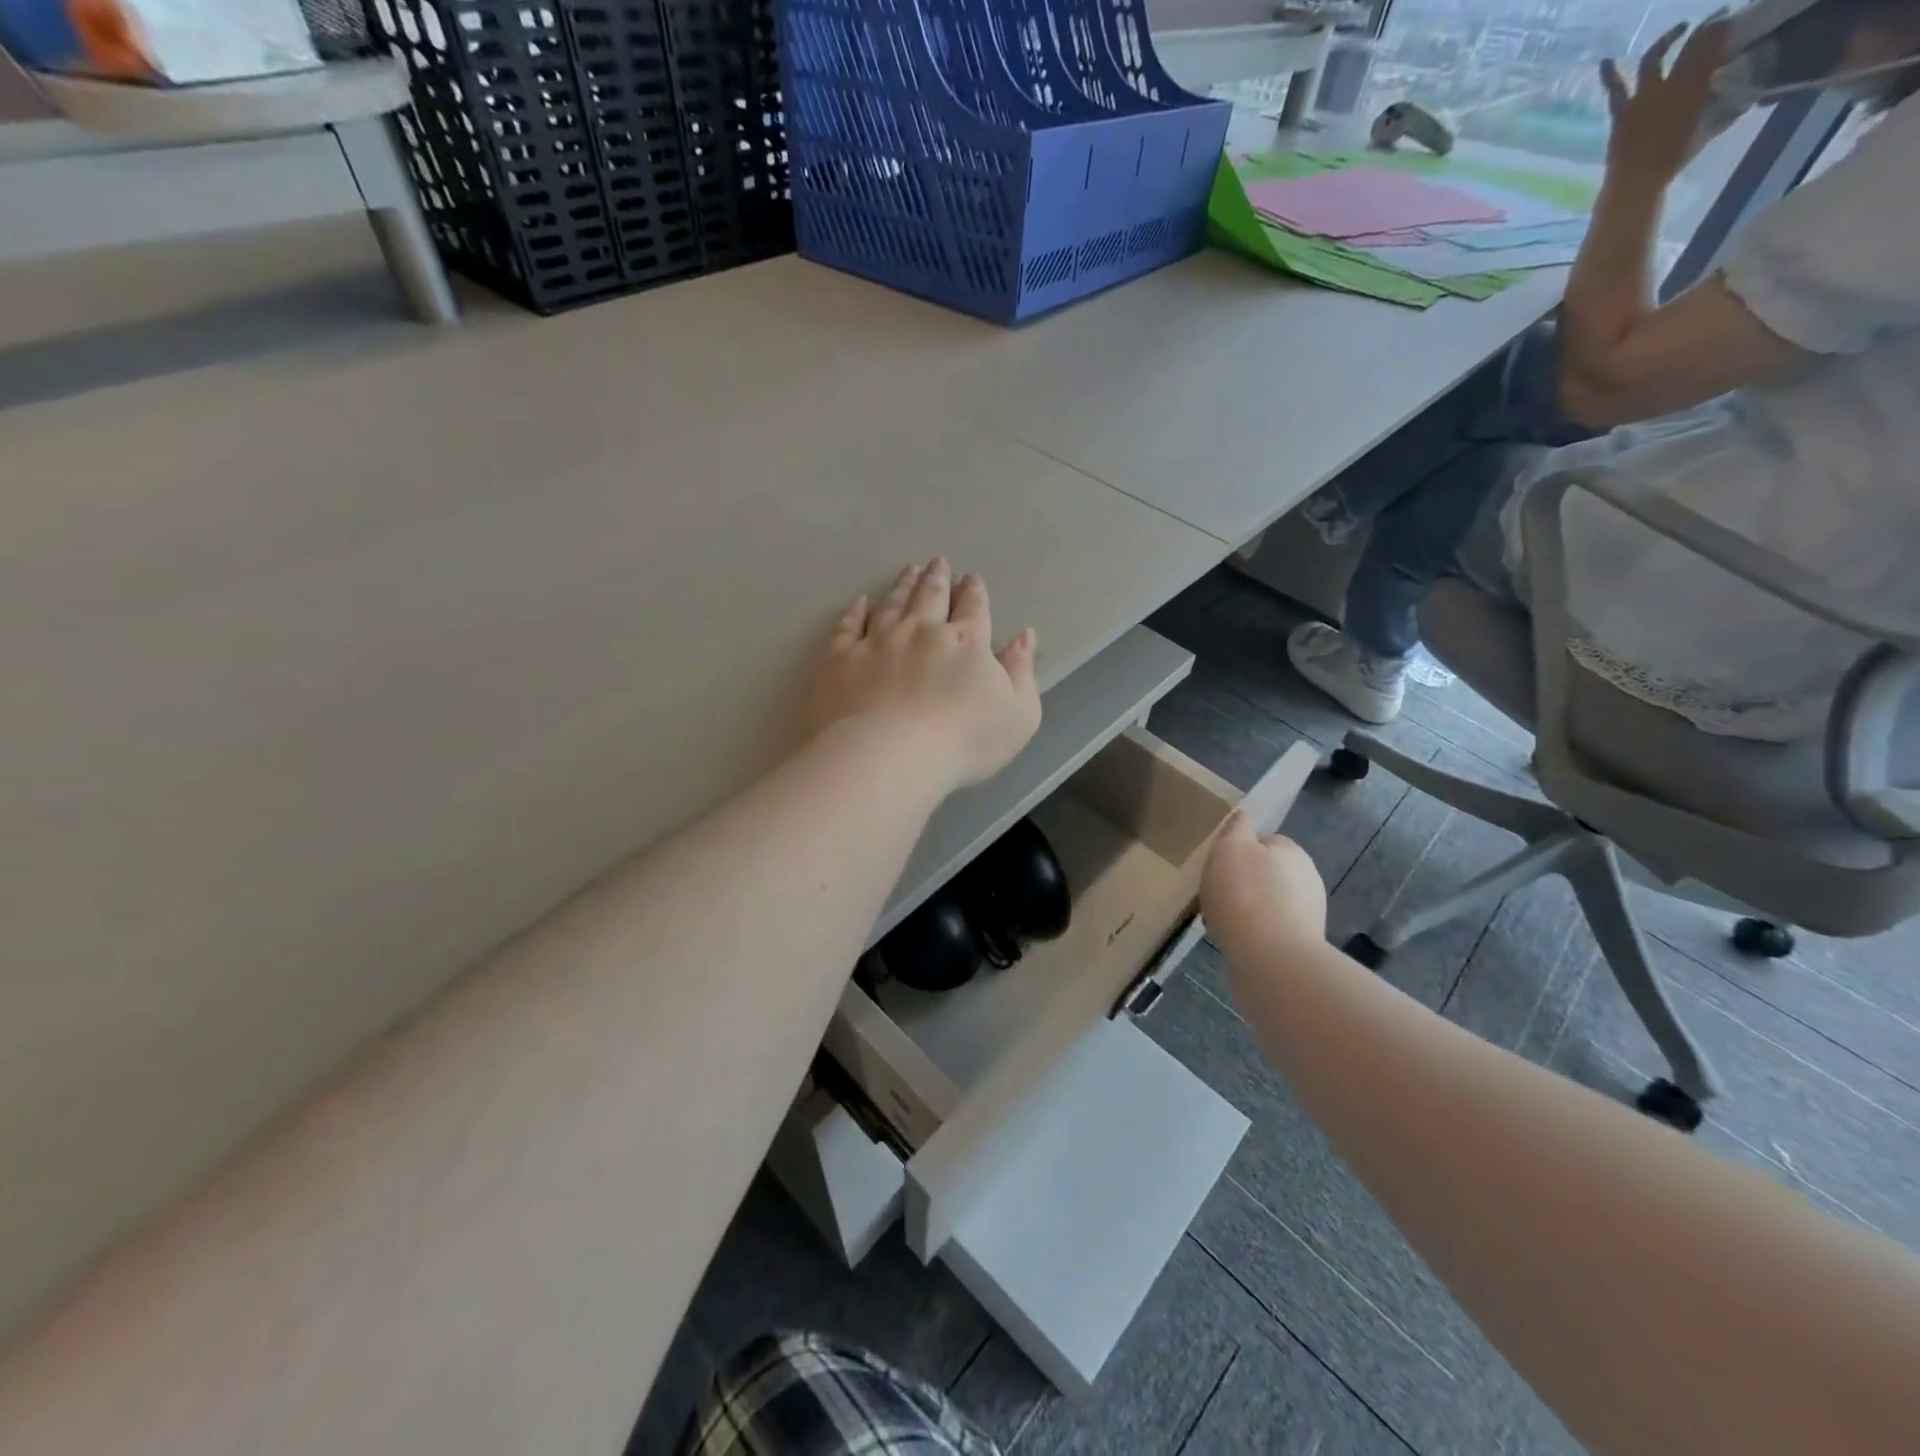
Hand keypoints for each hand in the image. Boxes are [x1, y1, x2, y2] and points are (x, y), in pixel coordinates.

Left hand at [811, 559, 1041, 793]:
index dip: (973, 592)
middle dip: (937, 578)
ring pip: (892, 604)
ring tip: (908, 570)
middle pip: (930, 597)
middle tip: (937, 562)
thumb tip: (1024, 636)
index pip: (973, 608)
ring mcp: (877, 641)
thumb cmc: (964, 741)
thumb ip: (1022, 672)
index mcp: (966, 642)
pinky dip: (853, 612)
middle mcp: (921, 631)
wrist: (890, 755)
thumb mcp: (1018, 714)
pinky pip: (847, 627)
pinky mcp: (841, 659)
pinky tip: (858, 603)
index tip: (971, 579)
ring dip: (902, 585)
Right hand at [1201, 812, 1326, 958]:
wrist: (1271, 961)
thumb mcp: (1230, 848)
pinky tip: (1234, 940)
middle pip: (1265, 872)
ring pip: (1266, 902)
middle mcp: (1307, 879)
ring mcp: (1308, 914)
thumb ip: (1236, 829)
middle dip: (1241, 882)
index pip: (1263, 840)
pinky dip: (1252, 932)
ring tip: (1220, 921)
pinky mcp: (1301, 945)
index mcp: (1292, 851)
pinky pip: (1268, 930)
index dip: (1237, 850)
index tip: (1216, 866)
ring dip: (1246, 908)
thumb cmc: (1245, 896)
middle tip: (1214, 894)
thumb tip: (1243, 816)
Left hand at [1600, 19, 1727, 190]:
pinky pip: (1615, 90)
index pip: (1713, 43)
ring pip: (1653, 59)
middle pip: (1689, 47)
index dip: (1721, 28)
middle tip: (1716, 20)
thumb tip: (1743, 95)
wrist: (1636, 182)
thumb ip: (1724, 107)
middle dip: (1706, 29)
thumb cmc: (1674, 158)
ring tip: (1679, 29)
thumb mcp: (1708, 127)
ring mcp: (1641, 98)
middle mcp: (1670, 84)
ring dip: (1667, 39)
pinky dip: (1609, 74)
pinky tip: (1605, 61)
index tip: (1729, 21)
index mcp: (1697, 85)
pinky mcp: (1621, 113)